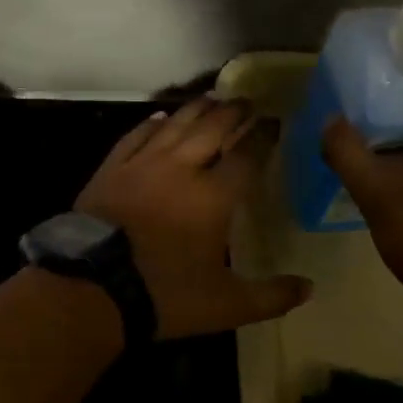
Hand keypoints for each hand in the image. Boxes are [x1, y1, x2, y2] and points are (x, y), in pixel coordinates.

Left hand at [75, 96, 312, 338]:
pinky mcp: (112, 169)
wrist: (93, 289)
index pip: (246, 156)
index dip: (263, 136)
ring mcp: (143, 165)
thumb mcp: (226, 305)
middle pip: (212, 129)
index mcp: (213, 196)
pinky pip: (136, 136)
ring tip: (211, 97)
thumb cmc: (165, 294)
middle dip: (232, 112)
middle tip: (246, 101)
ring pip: (175, 125)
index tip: (275, 122)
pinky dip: (152, 124)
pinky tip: (160, 117)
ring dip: (196, 109)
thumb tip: (309, 288)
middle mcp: (181, 169)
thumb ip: (270, 296)